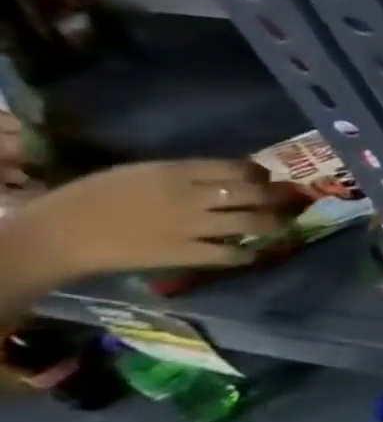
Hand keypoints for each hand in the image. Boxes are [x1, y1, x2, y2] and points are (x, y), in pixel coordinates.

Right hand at [8, 159, 301, 286]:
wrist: (55, 235)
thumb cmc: (90, 199)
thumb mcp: (138, 173)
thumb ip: (181, 174)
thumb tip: (224, 175)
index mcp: (176, 172)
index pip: (237, 167)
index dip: (260, 173)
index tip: (268, 178)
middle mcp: (192, 196)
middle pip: (254, 192)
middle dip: (278, 196)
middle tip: (288, 200)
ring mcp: (192, 225)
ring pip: (252, 221)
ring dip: (273, 223)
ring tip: (281, 224)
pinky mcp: (184, 252)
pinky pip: (230, 252)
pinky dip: (246, 254)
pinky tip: (251, 253)